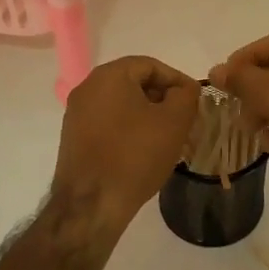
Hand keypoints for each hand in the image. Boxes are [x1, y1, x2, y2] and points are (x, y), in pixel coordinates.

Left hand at [52, 56, 199, 232]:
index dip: (177, 80)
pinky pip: (107, 123)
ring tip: (167, 138)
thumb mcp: (174, 121)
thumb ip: (186, 95)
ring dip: (146, 116)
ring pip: (121, 105)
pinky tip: (143, 152)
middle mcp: (87, 88)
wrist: (91, 204)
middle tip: (184, 119)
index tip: (195, 100)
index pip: (150, 65)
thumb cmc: (135, 156)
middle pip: (133, 83)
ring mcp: (76, 114)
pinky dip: (128, 130)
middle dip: (162, 98)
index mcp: (108, 76)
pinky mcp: (73, 138)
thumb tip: (184, 89)